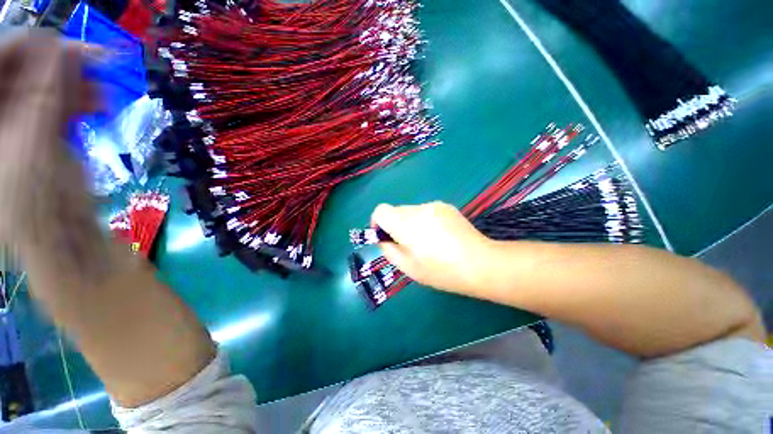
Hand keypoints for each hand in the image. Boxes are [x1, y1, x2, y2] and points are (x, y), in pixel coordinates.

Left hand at [0, 31, 98, 249]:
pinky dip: (78, 99)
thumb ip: (44, 95)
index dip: (34, 47)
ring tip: (101, 92)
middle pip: (22, 70)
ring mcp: (17, 121)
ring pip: (43, 84)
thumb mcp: (34, 146)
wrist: (62, 235)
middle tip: (96, 68)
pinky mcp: (40, 130)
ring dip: (74, 83)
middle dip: (59, 66)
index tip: (73, 47)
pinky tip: (96, 103)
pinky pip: (56, 101)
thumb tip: (67, 49)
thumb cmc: (38, 201)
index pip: (0, 60)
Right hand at [371, 202, 493, 294]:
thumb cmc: (441, 271)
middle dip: (395, 224)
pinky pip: (425, 210)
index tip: (385, 236)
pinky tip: (439, 235)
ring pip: (410, 210)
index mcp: (406, 225)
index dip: (378, 223)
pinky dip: (424, 220)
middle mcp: (418, 209)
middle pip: (395, 210)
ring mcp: (433, 205)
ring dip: (410, 222)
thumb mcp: (408, 268)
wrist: (480, 263)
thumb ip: (389, 250)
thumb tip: (384, 239)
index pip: (380, 211)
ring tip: (427, 241)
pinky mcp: (446, 206)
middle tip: (408, 243)